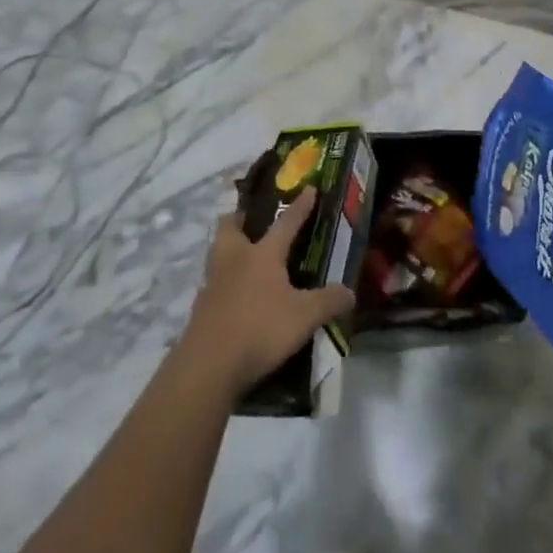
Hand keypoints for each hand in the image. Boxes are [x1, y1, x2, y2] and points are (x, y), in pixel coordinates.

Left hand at [178, 188, 354, 395]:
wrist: (209, 365)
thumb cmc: (260, 328)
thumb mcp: (304, 317)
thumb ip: (328, 301)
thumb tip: (350, 292)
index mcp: (262, 253)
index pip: (286, 222)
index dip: (300, 206)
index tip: (309, 188)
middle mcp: (234, 257)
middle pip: (232, 225)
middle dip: (242, 218)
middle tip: (254, 221)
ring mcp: (213, 281)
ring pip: (219, 251)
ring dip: (231, 249)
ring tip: (246, 257)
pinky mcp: (202, 305)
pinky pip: (215, 281)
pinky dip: (226, 281)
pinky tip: (237, 295)